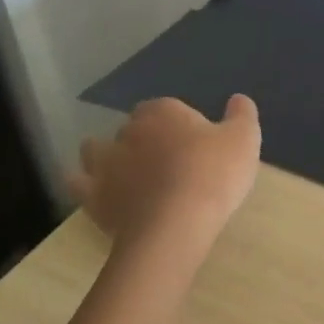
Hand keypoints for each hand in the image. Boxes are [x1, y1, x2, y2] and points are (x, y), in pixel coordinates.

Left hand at [66, 95, 261, 250]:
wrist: (176, 223)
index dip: (180, 125)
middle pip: (134, 128)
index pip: (168, 108)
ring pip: (97, 149)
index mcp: (163, 112)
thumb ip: (242, 115)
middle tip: (168, 162)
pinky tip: (97, 192)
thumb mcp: (244, 140)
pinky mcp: (93, 195)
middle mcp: (128, 130)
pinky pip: (79, 183)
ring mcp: (106, 163)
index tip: (195, 144)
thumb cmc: (214, 174)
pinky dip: (84, 184)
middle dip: (146, 139)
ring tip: (126, 172)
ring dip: (107, 155)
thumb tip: (238, 99)